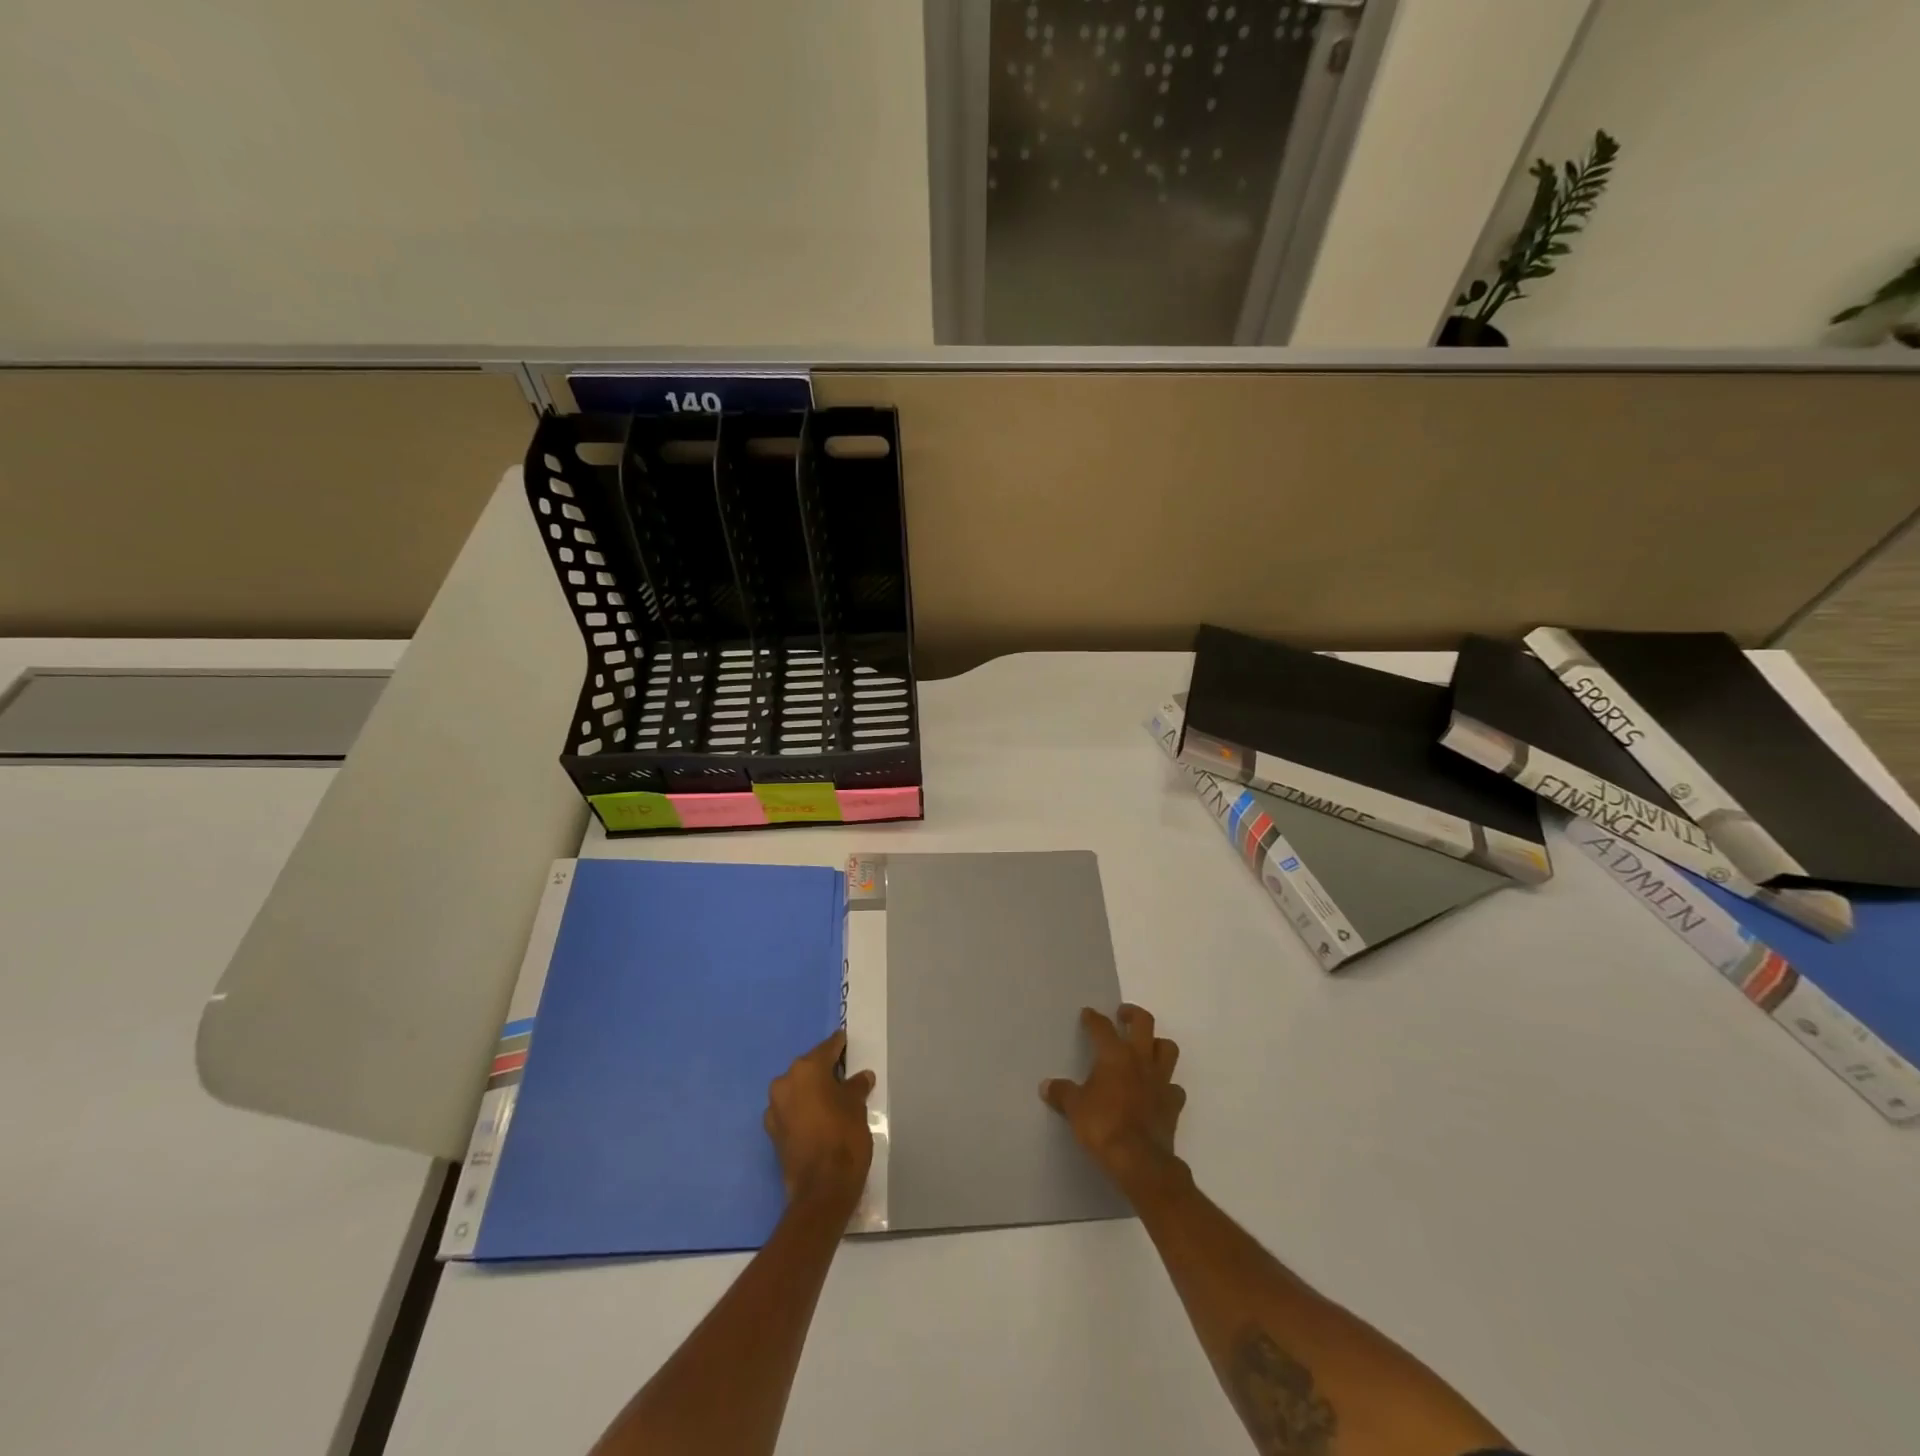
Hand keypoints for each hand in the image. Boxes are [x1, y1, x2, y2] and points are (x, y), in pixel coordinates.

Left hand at [765, 1030, 874, 1209]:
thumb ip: (857, 1086)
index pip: (826, 1049)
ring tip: (833, 1099)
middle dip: (824, 1070)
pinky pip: (791, 1111)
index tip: (847, 1043)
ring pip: (797, 1090)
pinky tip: (819, 1119)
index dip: (839, 1046)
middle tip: (844, 1075)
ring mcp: (775, 1108)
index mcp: (806, 1069)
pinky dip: (803, 1111)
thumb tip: (861, 1077)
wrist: (822, 1189)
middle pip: (808, 1068)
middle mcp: (785, 1082)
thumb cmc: (843, 1136)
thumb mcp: (857, 1106)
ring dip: (812, 1092)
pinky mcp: (773, 1133)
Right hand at [1041, 1004, 1185, 1195]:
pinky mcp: (1173, 1104)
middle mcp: (1140, 1060)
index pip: (1102, 1027)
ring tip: (1145, 1049)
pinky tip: (1157, 1091)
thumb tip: (1046, 1086)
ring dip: (1157, 1044)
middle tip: (1123, 1015)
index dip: (1093, 1018)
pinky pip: (1174, 1086)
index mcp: (1115, 1055)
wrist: (1140, 1161)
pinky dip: (1167, 1085)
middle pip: (1144, 1022)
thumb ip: (1062, 1093)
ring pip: (1167, 1048)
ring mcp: (1161, 1080)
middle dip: (1133, 1014)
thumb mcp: (1074, 1108)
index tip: (1088, 1014)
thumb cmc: (1103, 1126)